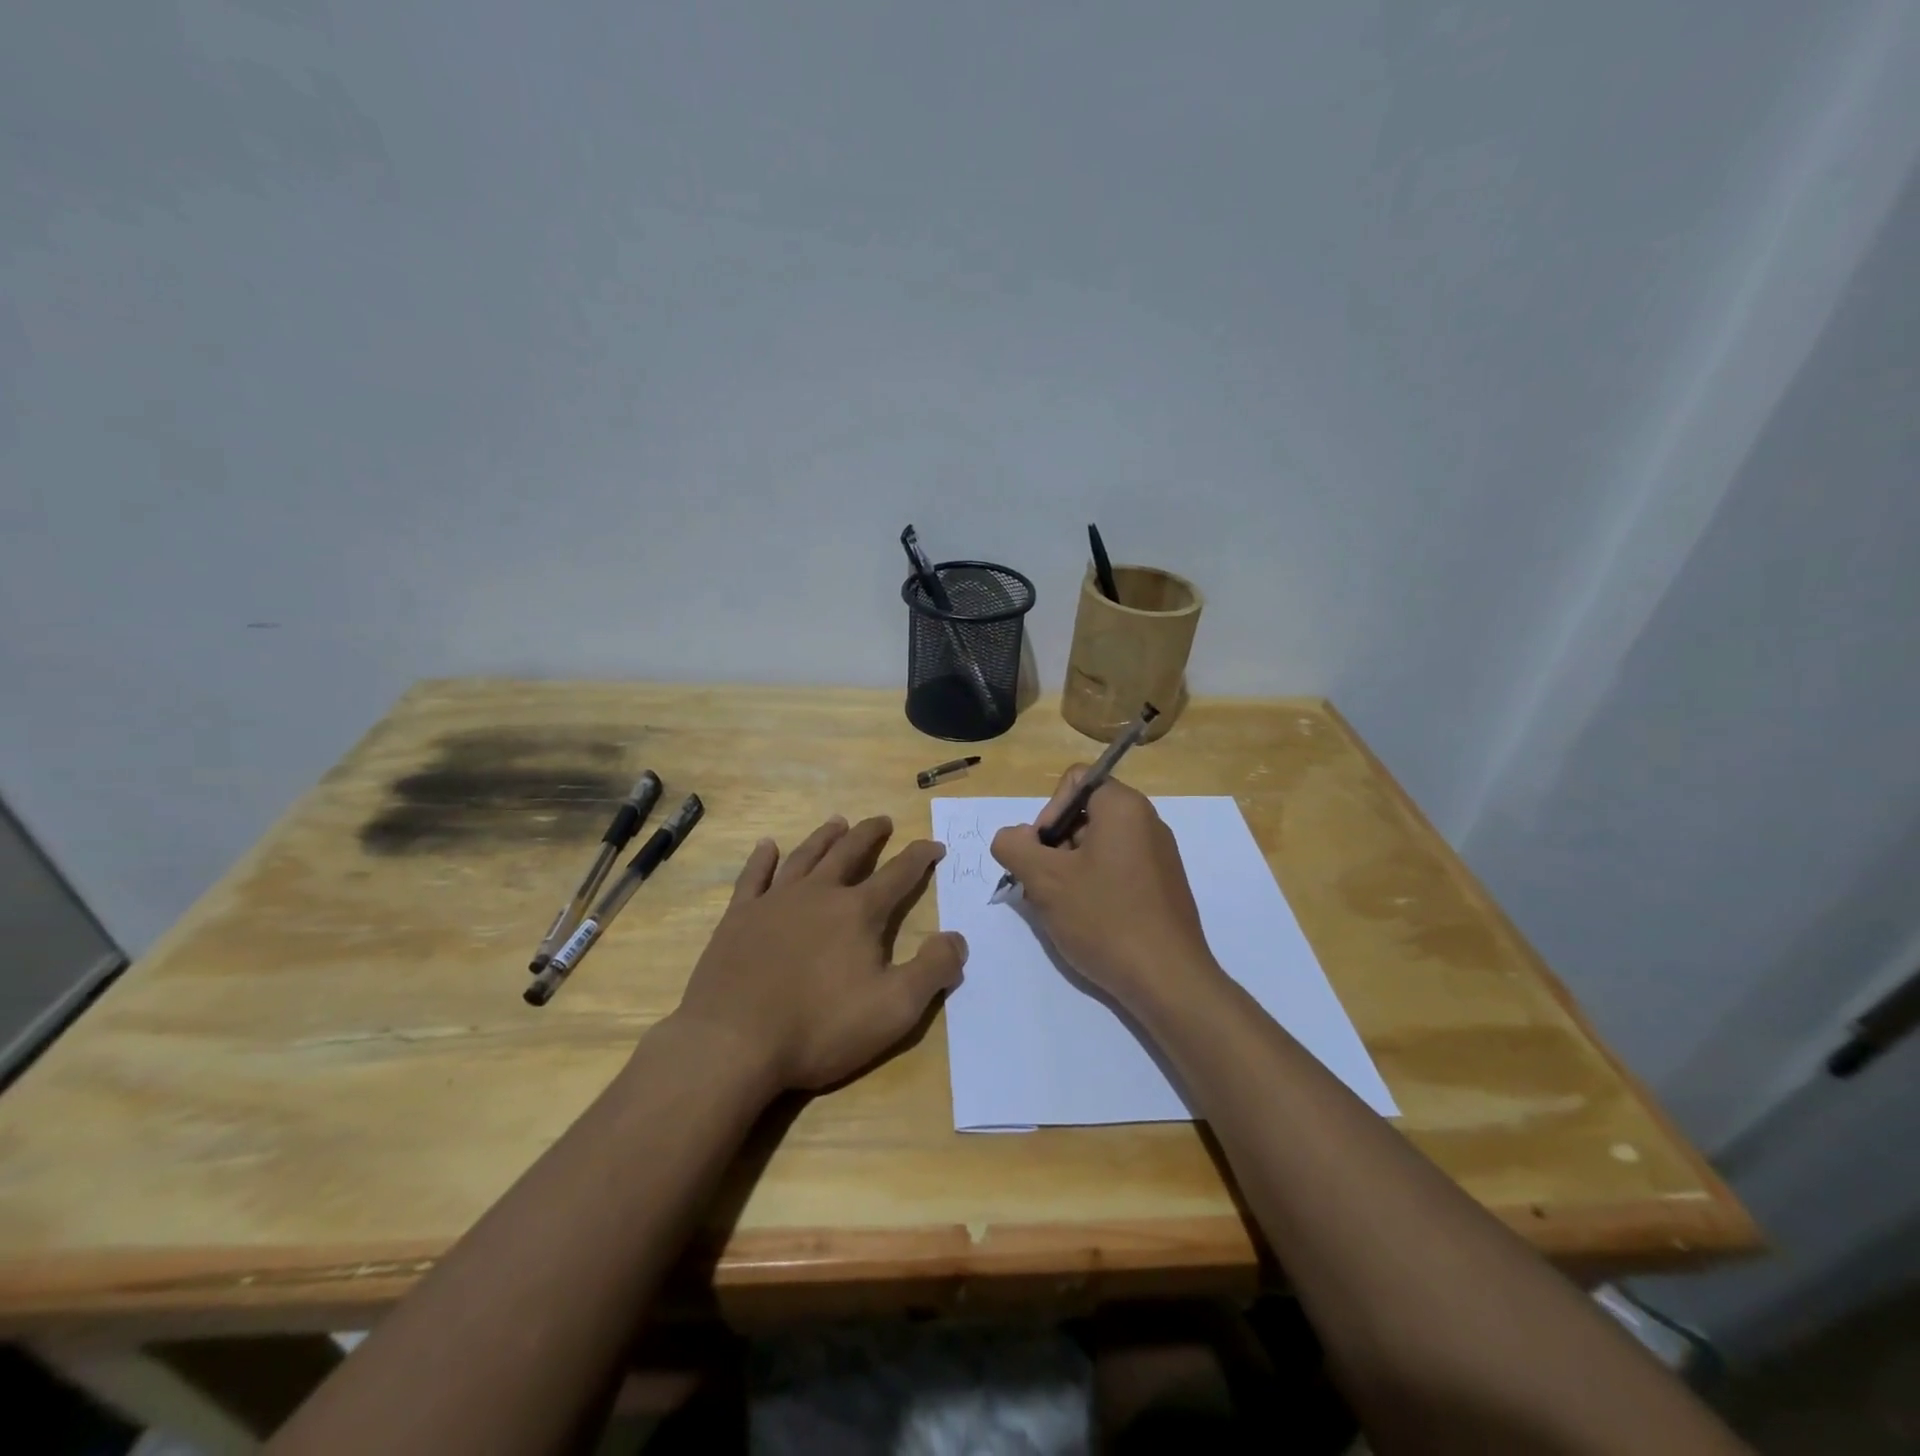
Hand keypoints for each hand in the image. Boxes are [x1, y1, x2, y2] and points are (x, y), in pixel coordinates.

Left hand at [672, 815, 966, 1093]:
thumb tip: (958, 938)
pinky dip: (762, 858)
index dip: (920, 857)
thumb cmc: (819, 1027)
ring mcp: (774, 901)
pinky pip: (753, 876)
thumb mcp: (894, 1009)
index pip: (898, 874)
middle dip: (870, 835)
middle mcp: (819, 894)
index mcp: (858, 912)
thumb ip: (933, 970)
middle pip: (849, 853)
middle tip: (883, 820)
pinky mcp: (738, 917)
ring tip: (838, 822)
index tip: (934, 845)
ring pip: (806, 856)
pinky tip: (767, 846)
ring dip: (825, 837)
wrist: (732, 1043)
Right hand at [990, 769, 1219, 1011]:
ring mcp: (1160, 857)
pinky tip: (1086, 922)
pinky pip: (1118, 870)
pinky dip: (1094, 887)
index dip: (1048, 811)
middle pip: (1084, 815)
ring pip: (1098, 847)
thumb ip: (1014, 846)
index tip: (1042, 852)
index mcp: (1124, 807)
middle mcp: (1147, 822)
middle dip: (1054, 846)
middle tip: (1043, 886)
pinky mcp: (1163, 888)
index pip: (1075, 781)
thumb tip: (1013, 837)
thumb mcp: (1044, 879)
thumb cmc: (1104, 918)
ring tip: (1061, 909)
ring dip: (1069, 871)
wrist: (1167, 980)